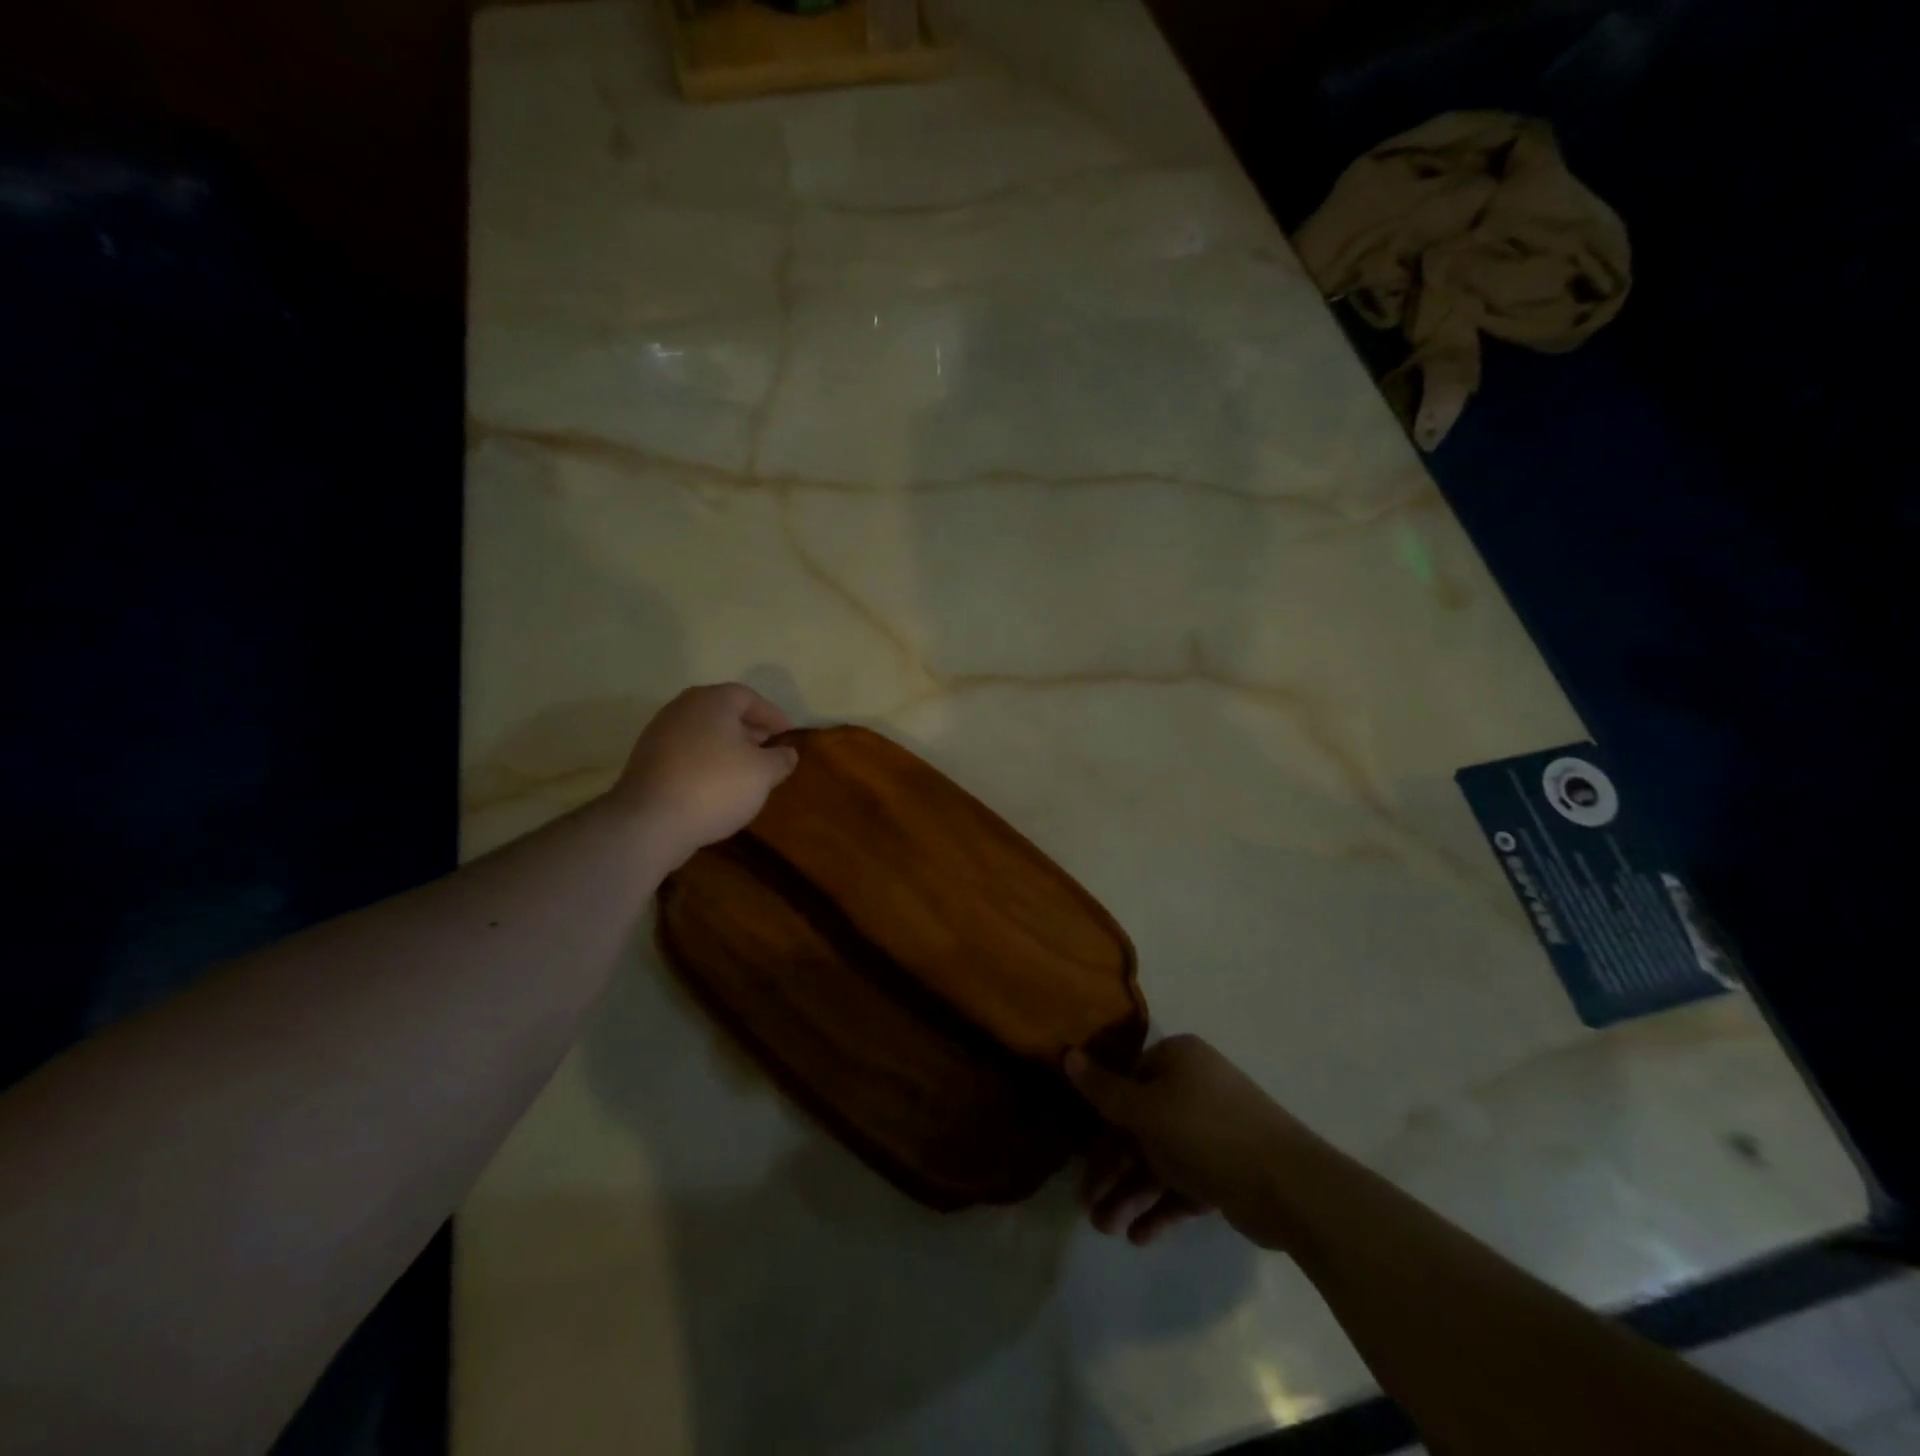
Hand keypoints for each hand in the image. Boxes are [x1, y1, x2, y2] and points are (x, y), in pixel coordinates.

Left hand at [613, 684, 798, 866]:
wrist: (650, 821)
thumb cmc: (715, 785)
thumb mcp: (763, 773)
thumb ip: (780, 759)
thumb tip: (787, 752)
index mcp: (712, 701)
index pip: (748, 696)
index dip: (772, 714)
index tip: (788, 734)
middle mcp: (682, 708)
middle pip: (723, 711)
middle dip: (749, 729)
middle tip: (769, 749)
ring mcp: (659, 733)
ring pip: (703, 732)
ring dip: (727, 746)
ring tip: (746, 770)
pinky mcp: (647, 760)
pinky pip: (686, 752)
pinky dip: (706, 761)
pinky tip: (718, 784)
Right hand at [1064, 1034, 1304, 1246]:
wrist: (1288, 1185)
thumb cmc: (1206, 1131)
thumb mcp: (1145, 1109)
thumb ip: (1103, 1090)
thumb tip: (1067, 1054)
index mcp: (1177, 1060)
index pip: (1127, 1082)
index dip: (1100, 1119)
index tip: (1079, 1154)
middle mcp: (1193, 1088)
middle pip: (1139, 1126)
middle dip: (1112, 1169)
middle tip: (1087, 1206)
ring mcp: (1211, 1131)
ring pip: (1159, 1160)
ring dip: (1130, 1193)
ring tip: (1107, 1229)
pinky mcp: (1225, 1170)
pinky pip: (1183, 1185)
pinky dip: (1160, 1207)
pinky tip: (1138, 1236)